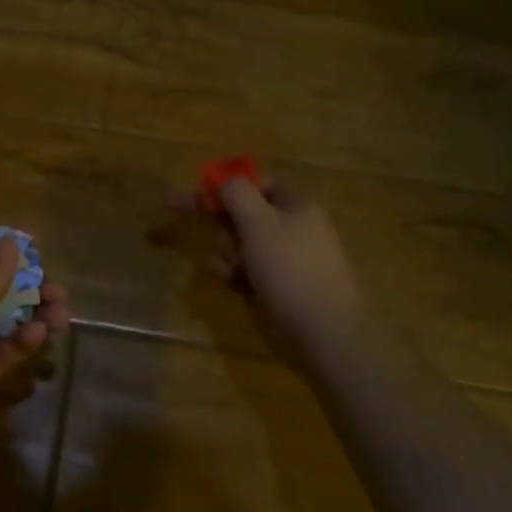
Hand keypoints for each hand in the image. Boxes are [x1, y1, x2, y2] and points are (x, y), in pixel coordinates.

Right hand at [186, 176, 368, 360]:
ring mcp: (283, 259)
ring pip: (239, 243)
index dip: (226, 185)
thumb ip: (237, 194)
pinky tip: (231, 283)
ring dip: (226, 251)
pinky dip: (234, 273)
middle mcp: (290, 227)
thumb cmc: (289, 268)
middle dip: (221, 222)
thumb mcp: (259, 221)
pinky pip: (244, 270)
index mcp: (295, 205)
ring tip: (229, 267)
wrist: (320, 330)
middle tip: (191, 221)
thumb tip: (225, 181)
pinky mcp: (274, 286)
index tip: (196, 193)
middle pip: (243, 213)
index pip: (256, 183)